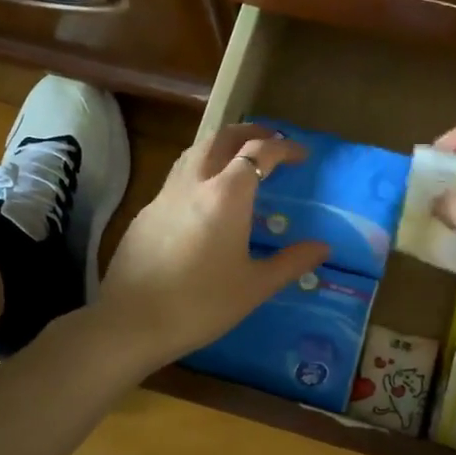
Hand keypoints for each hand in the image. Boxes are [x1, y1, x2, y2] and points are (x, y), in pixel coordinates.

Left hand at [96, 123, 329, 370]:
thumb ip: (291, 262)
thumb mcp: (255, 286)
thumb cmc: (201, 303)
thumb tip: (322, 248)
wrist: (132, 322)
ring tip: (237, 158)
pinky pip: (177, 177)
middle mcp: (194, 184)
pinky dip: (198, 170)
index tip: (301, 154)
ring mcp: (165, 196)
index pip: (259, 153)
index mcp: (226, 195)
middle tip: (270, 140)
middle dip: (249, 132)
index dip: (283, 148)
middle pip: (222, 138)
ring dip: (220, 145)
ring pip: (194, 152)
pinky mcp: (145, 213)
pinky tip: (203, 197)